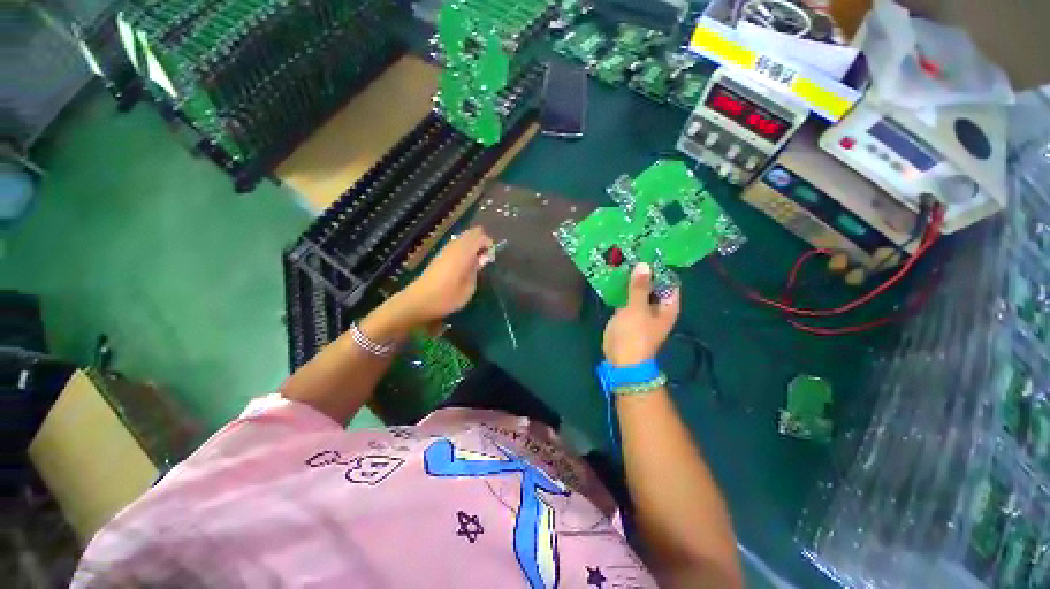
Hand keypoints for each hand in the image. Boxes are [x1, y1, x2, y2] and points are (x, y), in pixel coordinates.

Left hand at [395, 227, 493, 324]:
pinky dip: (464, 248)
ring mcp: (445, 249)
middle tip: (485, 258)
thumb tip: (483, 257)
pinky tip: (465, 263)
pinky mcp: (440, 255)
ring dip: (473, 245)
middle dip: (482, 242)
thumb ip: (477, 269)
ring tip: (476, 262)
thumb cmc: (448, 297)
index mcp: (463, 252)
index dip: (489, 244)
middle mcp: (454, 246)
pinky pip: (456, 244)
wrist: (419, 301)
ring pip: (463, 237)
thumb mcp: (469, 287)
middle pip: (472, 233)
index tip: (491, 259)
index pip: (481, 236)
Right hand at [603, 263, 679, 365]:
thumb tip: (644, 265)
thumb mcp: (637, 309)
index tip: (648, 252)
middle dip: (643, 271)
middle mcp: (657, 306)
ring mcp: (641, 310)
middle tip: (631, 253)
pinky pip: (626, 296)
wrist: (622, 359)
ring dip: (631, 278)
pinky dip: (621, 288)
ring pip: (638, 289)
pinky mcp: (627, 313)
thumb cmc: (635, 334)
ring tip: (621, 260)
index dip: (660, 267)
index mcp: (667, 306)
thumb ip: (639, 287)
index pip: (669, 281)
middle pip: (652, 284)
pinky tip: (612, 276)